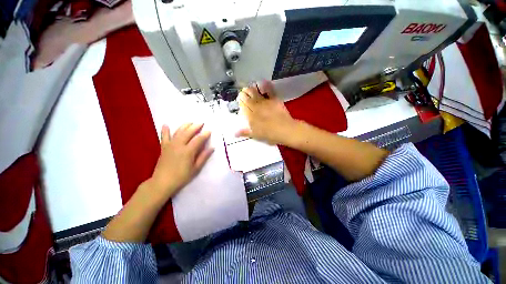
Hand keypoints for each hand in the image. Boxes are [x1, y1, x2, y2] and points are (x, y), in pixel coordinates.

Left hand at [150, 123, 213, 196]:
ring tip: (190, 122)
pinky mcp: (164, 147)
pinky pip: (164, 137)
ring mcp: (170, 145)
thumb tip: (212, 148)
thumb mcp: (195, 168)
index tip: (209, 130)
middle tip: (201, 123)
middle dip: (195, 127)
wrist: (162, 182)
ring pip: (178, 132)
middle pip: (188, 132)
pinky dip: (165, 130)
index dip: (205, 134)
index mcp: (188, 151)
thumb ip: (203, 157)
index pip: (198, 139)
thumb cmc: (181, 177)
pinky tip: (166, 125)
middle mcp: (179, 145)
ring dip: (184, 126)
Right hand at [236, 81, 298, 144]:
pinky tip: (263, 82)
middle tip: (244, 93)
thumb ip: (244, 132)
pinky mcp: (273, 99)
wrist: (284, 130)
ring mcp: (264, 101)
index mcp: (249, 114)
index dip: (240, 100)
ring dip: (251, 88)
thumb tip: (234, 133)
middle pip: (246, 95)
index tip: (240, 100)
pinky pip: (268, 89)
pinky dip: (265, 85)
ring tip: (250, 88)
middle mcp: (255, 105)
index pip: (241, 103)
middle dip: (244, 93)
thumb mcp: (255, 135)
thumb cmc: (269, 134)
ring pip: (255, 90)